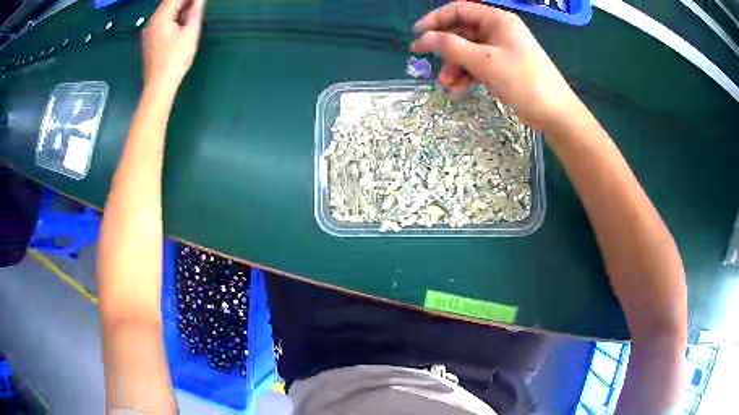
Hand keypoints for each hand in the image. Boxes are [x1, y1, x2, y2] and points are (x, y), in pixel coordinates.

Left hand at [142, 0, 205, 92]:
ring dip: (180, 9)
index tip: (198, 2)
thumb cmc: (175, 60)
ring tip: (193, 12)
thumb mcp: (190, 33)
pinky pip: (162, 23)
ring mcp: (149, 32)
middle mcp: (152, 22)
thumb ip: (195, 12)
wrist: (159, 86)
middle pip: (169, 4)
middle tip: (198, 5)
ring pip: (166, 13)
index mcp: (160, 17)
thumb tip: (199, 1)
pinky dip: (174, 19)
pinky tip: (183, 23)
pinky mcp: (150, 41)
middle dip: (184, 2)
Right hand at [411, 1, 578, 129]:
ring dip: (454, 65)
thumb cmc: (523, 81)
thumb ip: (451, 46)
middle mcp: (499, 31)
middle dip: (445, 48)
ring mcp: (502, 50)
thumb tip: (422, 38)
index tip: (417, 34)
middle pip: (463, 31)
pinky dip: (467, 74)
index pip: (459, 10)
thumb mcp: (484, 61)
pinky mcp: (504, 68)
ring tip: (446, 83)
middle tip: (424, 59)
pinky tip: (458, 88)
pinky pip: (479, 65)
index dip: (436, 19)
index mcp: (497, 20)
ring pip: (469, 50)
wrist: (555, 113)